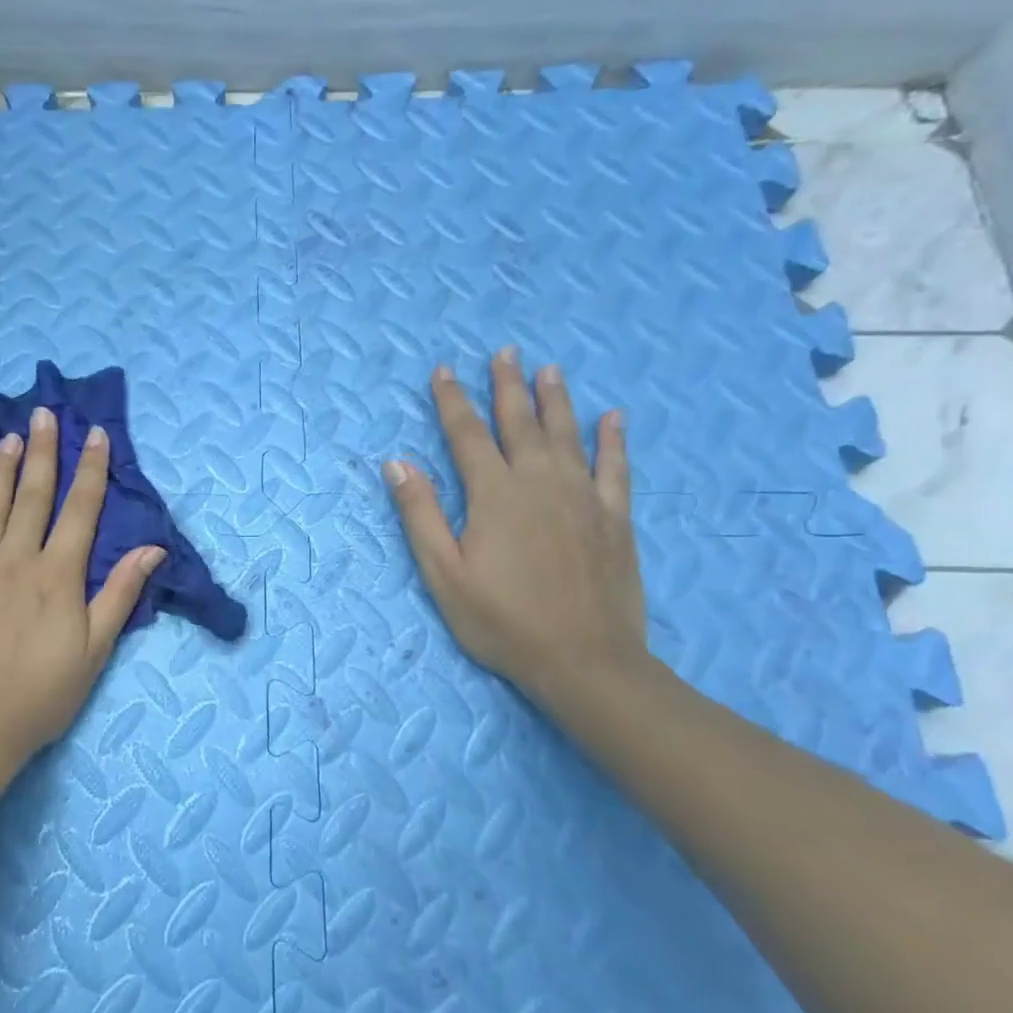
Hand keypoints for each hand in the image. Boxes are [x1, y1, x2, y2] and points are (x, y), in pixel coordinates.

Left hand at [0, 406, 165, 773]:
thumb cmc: (42, 693)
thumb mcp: (95, 649)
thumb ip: (120, 593)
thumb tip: (153, 548)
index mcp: (58, 575)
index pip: (81, 510)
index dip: (92, 470)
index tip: (96, 435)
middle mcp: (16, 560)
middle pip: (33, 496)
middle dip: (42, 452)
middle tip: (44, 414)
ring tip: (7, 437)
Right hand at [381, 349, 647, 708]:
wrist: (584, 660)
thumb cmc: (501, 620)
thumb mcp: (443, 573)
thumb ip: (420, 514)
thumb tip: (397, 463)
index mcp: (494, 494)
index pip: (466, 435)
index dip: (452, 401)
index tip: (443, 371)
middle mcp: (540, 482)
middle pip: (520, 422)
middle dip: (507, 386)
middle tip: (504, 352)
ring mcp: (583, 497)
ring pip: (568, 434)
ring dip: (556, 399)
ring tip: (549, 369)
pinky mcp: (615, 518)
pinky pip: (615, 467)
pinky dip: (612, 440)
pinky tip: (613, 418)